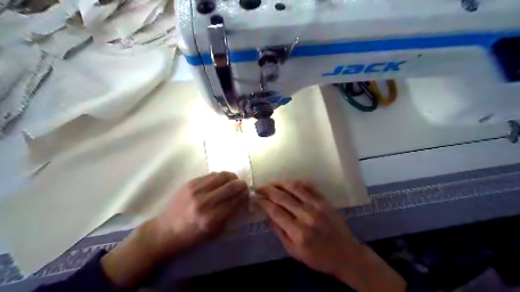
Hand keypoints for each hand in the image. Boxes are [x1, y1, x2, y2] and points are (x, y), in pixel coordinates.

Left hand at [102, 172, 249, 288]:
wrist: (164, 231)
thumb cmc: (191, 237)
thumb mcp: (214, 233)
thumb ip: (230, 216)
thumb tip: (243, 200)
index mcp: (211, 218)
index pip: (236, 201)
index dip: (245, 196)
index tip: (248, 195)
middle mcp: (204, 202)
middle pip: (231, 186)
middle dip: (242, 185)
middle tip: (243, 187)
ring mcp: (195, 190)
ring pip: (222, 176)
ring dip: (232, 177)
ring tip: (234, 181)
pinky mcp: (189, 183)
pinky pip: (211, 175)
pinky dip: (220, 177)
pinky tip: (221, 181)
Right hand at [258, 182, 403, 290]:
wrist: (346, 254)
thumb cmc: (318, 257)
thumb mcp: (294, 252)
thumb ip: (280, 233)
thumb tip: (268, 215)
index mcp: (298, 232)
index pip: (275, 211)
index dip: (264, 202)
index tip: (256, 197)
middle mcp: (307, 216)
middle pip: (282, 197)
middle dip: (268, 190)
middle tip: (259, 187)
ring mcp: (317, 206)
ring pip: (295, 188)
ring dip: (281, 183)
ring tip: (271, 183)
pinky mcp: (325, 201)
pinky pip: (309, 187)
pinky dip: (297, 183)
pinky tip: (289, 183)